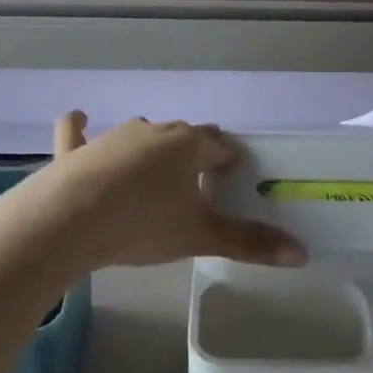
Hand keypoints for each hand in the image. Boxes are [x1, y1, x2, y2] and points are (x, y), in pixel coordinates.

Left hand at [20, 113, 305, 272]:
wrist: (71, 220)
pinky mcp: (76, 150)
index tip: (231, 176)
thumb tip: (302, 253)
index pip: (219, 145)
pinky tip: (79, 118)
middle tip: (197, 180)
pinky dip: (79, 127)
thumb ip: (250, 243)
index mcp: (188, 145)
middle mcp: (154, 131)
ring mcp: (112, 137)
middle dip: (192, 152)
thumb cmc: (144, 223)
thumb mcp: (201, 237)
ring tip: (153, 174)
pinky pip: (77, 132)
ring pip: (141, 134)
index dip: (227, 160)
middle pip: (183, 136)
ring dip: (150, 148)